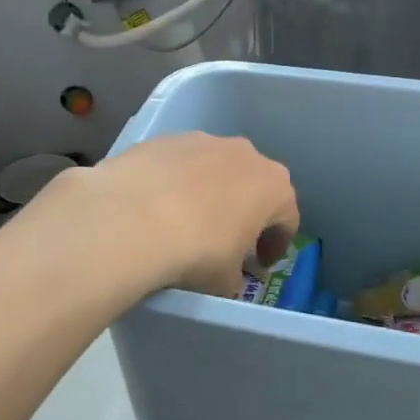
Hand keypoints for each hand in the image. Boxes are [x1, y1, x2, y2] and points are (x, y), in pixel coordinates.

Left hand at [50, 133, 299, 297]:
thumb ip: (235, 276)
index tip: (259, 264)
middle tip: (227, 240)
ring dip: (208, 192)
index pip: (287, 218)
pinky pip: (179, 164)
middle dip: (244, 211)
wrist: (132, 218)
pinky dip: (174, 183)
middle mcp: (245, 154)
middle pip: (252, 185)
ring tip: (185, 221)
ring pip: (214, 169)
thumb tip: (228, 277)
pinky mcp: (165, 139)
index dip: (275, 244)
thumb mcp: (224, 280)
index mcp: (273, 186)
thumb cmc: (197, 251)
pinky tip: (156, 206)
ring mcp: (203, 141)